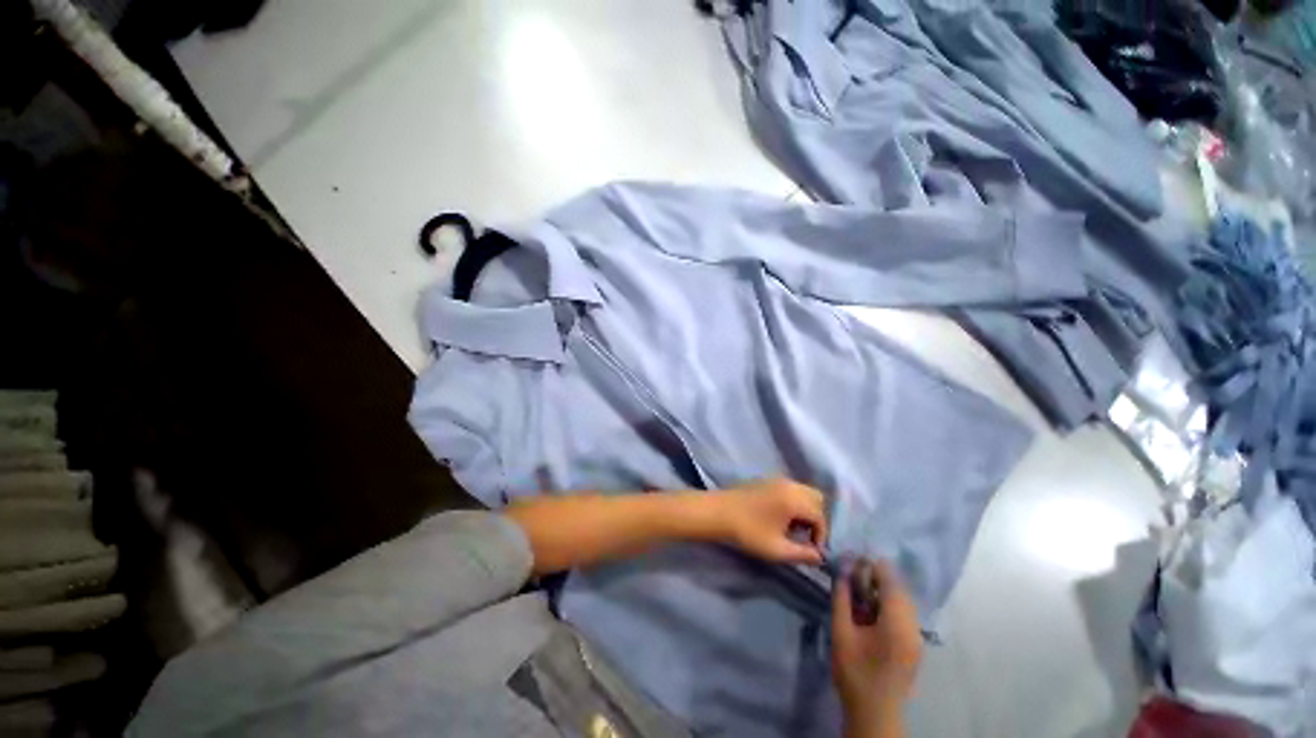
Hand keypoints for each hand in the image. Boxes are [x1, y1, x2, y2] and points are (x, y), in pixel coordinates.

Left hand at [713, 479, 826, 564]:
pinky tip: (779, 517)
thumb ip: (803, 554)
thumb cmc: (748, 532)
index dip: (820, 536)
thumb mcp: (778, 550)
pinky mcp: (766, 479)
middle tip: (803, 536)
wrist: (718, 513)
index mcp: (794, 499)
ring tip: (790, 528)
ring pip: (803, 492)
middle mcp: (789, 484)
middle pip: (816, 498)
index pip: (820, 516)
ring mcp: (777, 479)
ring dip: (804, 509)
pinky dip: (793, 501)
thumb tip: (819, 556)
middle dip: (815, 519)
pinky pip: (790, 488)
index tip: (810, 551)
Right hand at [831, 560, 921, 724]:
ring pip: (903, 601)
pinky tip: (872, 609)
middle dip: (877, 576)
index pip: (891, 581)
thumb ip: (842, 598)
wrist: (875, 713)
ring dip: (883, 590)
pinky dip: (889, 603)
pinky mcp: (915, 645)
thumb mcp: (841, 632)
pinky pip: (905, 614)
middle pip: (899, 589)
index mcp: (896, 623)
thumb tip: (841, 570)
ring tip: (861, 589)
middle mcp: (913, 627)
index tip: (854, 559)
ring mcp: (917, 637)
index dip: (873, 566)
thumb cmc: (854, 672)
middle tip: (854, 573)